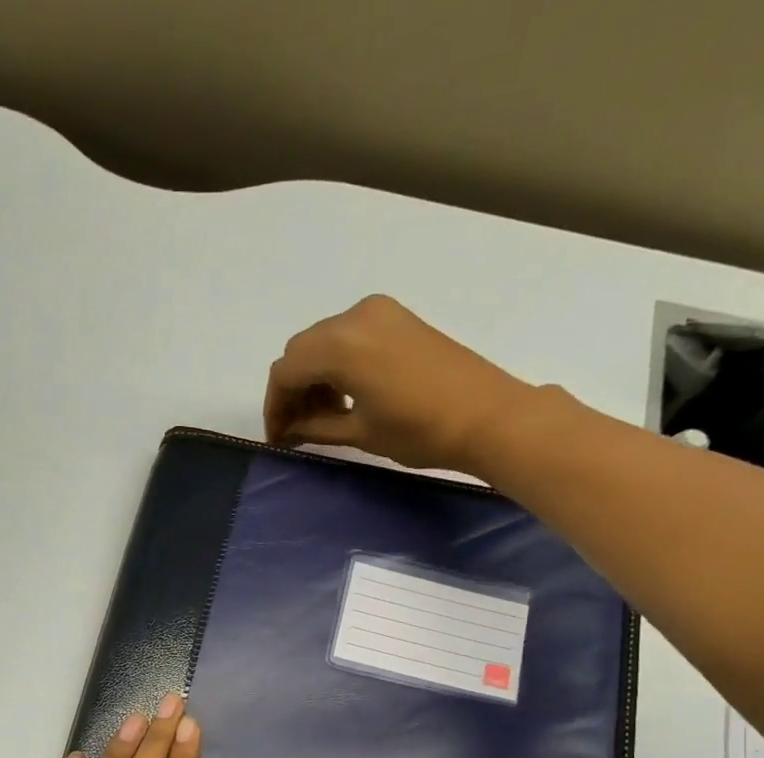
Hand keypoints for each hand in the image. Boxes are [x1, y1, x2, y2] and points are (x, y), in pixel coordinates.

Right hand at [264, 294, 541, 473]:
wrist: (488, 415)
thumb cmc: (419, 430)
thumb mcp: (359, 432)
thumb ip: (315, 426)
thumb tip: (290, 429)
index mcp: (340, 345)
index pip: (286, 370)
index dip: (275, 407)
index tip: (278, 438)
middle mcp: (354, 316)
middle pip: (302, 351)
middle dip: (293, 390)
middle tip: (296, 429)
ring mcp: (379, 312)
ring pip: (324, 342)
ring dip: (315, 377)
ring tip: (323, 417)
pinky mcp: (398, 318)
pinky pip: (350, 336)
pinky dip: (337, 364)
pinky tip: (347, 395)